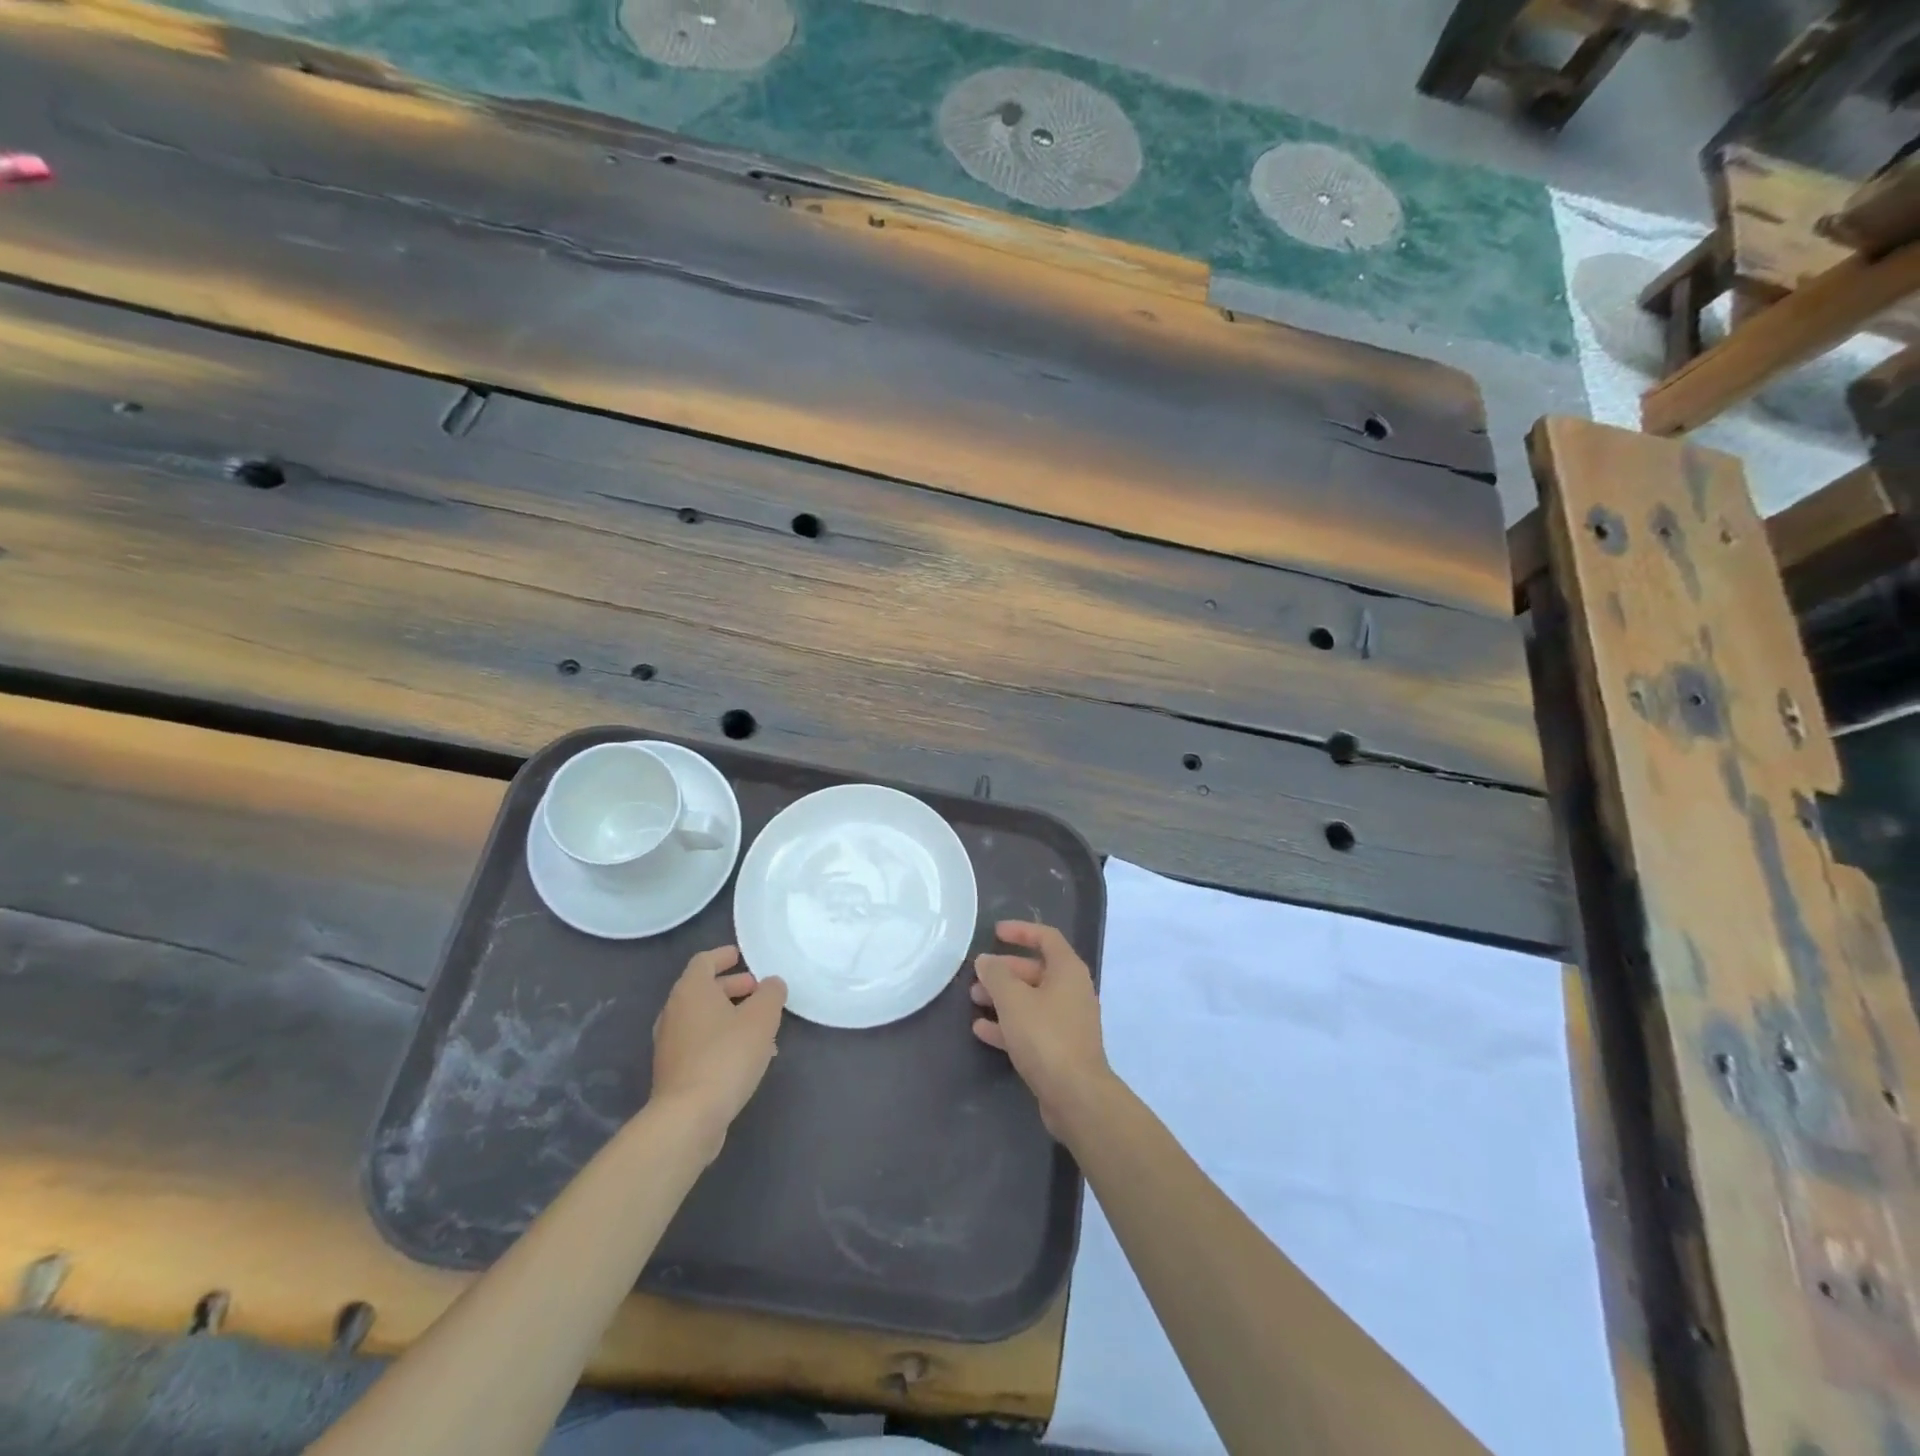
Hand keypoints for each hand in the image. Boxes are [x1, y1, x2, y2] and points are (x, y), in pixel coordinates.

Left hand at [650, 946, 786, 1149]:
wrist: (688, 1117)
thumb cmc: (726, 1056)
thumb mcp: (761, 1018)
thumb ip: (771, 993)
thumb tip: (771, 984)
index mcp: (691, 991)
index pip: (704, 961)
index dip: (724, 956)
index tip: (742, 956)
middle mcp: (674, 1012)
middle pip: (703, 989)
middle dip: (732, 987)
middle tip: (759, 990)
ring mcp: (670, 1043)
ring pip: (704, 1018)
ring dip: (730, 1016)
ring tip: (761, 1026)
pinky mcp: (674, 1071)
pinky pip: (700, 1042)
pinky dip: (722, 1038)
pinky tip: (746, 1056)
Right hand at [971, 921, 1113, 1139]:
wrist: (1076, 1095)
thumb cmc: (1046, 1036)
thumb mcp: (1013, 1000)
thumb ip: (996, 975)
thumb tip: (986, 960)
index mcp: (1068, 971)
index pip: (1046, 937)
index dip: (1021, 931)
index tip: (995, 932)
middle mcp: (1072, 991)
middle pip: (1035, 970)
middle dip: (1004, 970)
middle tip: (977, 975)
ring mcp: (1067, 1021)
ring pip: (1031, 1000)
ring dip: (1002, 997)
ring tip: (974, 1000)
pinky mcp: (1060, 1049)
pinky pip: (1031, 1027)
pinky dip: (1008, 1024)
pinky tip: (981, 1030)